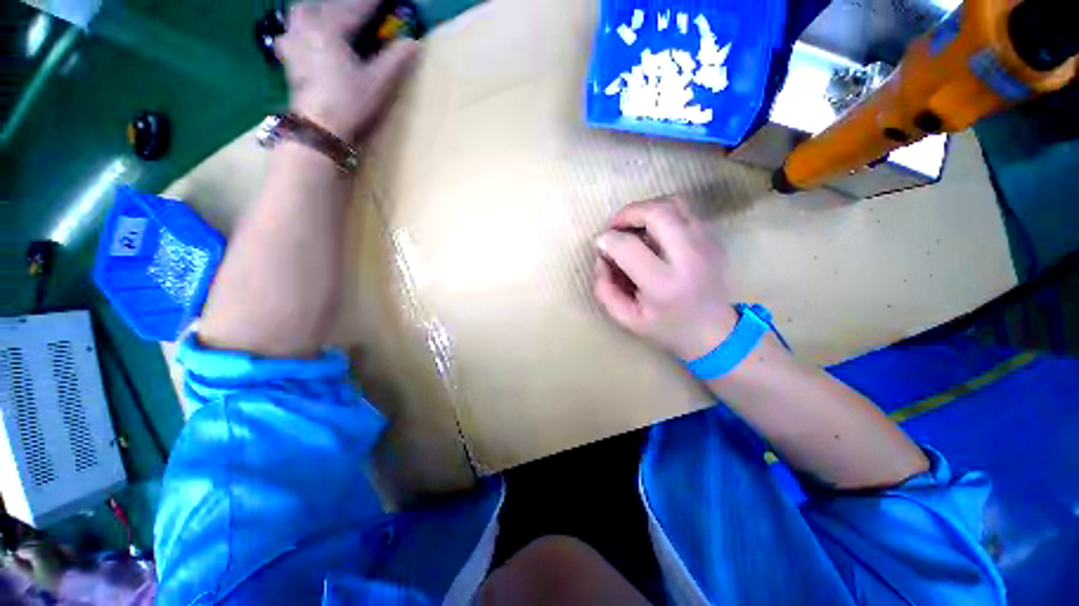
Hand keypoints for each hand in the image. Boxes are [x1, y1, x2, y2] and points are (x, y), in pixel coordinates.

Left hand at [279, 0, 418, 142]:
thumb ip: (395, 59)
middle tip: (360, 9)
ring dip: (320, 9)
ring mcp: (294, 40)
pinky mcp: (289, 57)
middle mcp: (308, 26)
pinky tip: (304, 32)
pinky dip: (300, 25)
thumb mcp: (378, 82)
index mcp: (330, 28)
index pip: (355, 7)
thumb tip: (414, 42)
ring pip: (302, 11)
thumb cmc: (349, 103)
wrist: (318, 128)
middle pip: (326, 4)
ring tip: (332, 15)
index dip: (372, 2)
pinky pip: (290, 30)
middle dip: (345, 4)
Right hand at [594, 197, 737, 360]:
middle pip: (656, 213)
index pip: (627, 246)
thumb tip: (601, 255)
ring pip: (673, 203)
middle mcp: (688, 257)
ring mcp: (706, 243)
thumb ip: (604, 288)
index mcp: (663, 284)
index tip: (600, 247)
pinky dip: (661, 213)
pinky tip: (652, 231)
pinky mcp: (713, 237)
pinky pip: (684, 210)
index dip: (606, 241)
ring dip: (645, 209)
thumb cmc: (666, 327)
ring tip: (632, 226)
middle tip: (614, 227)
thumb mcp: (626, 318)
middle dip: (627, 213)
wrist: (714, 331)